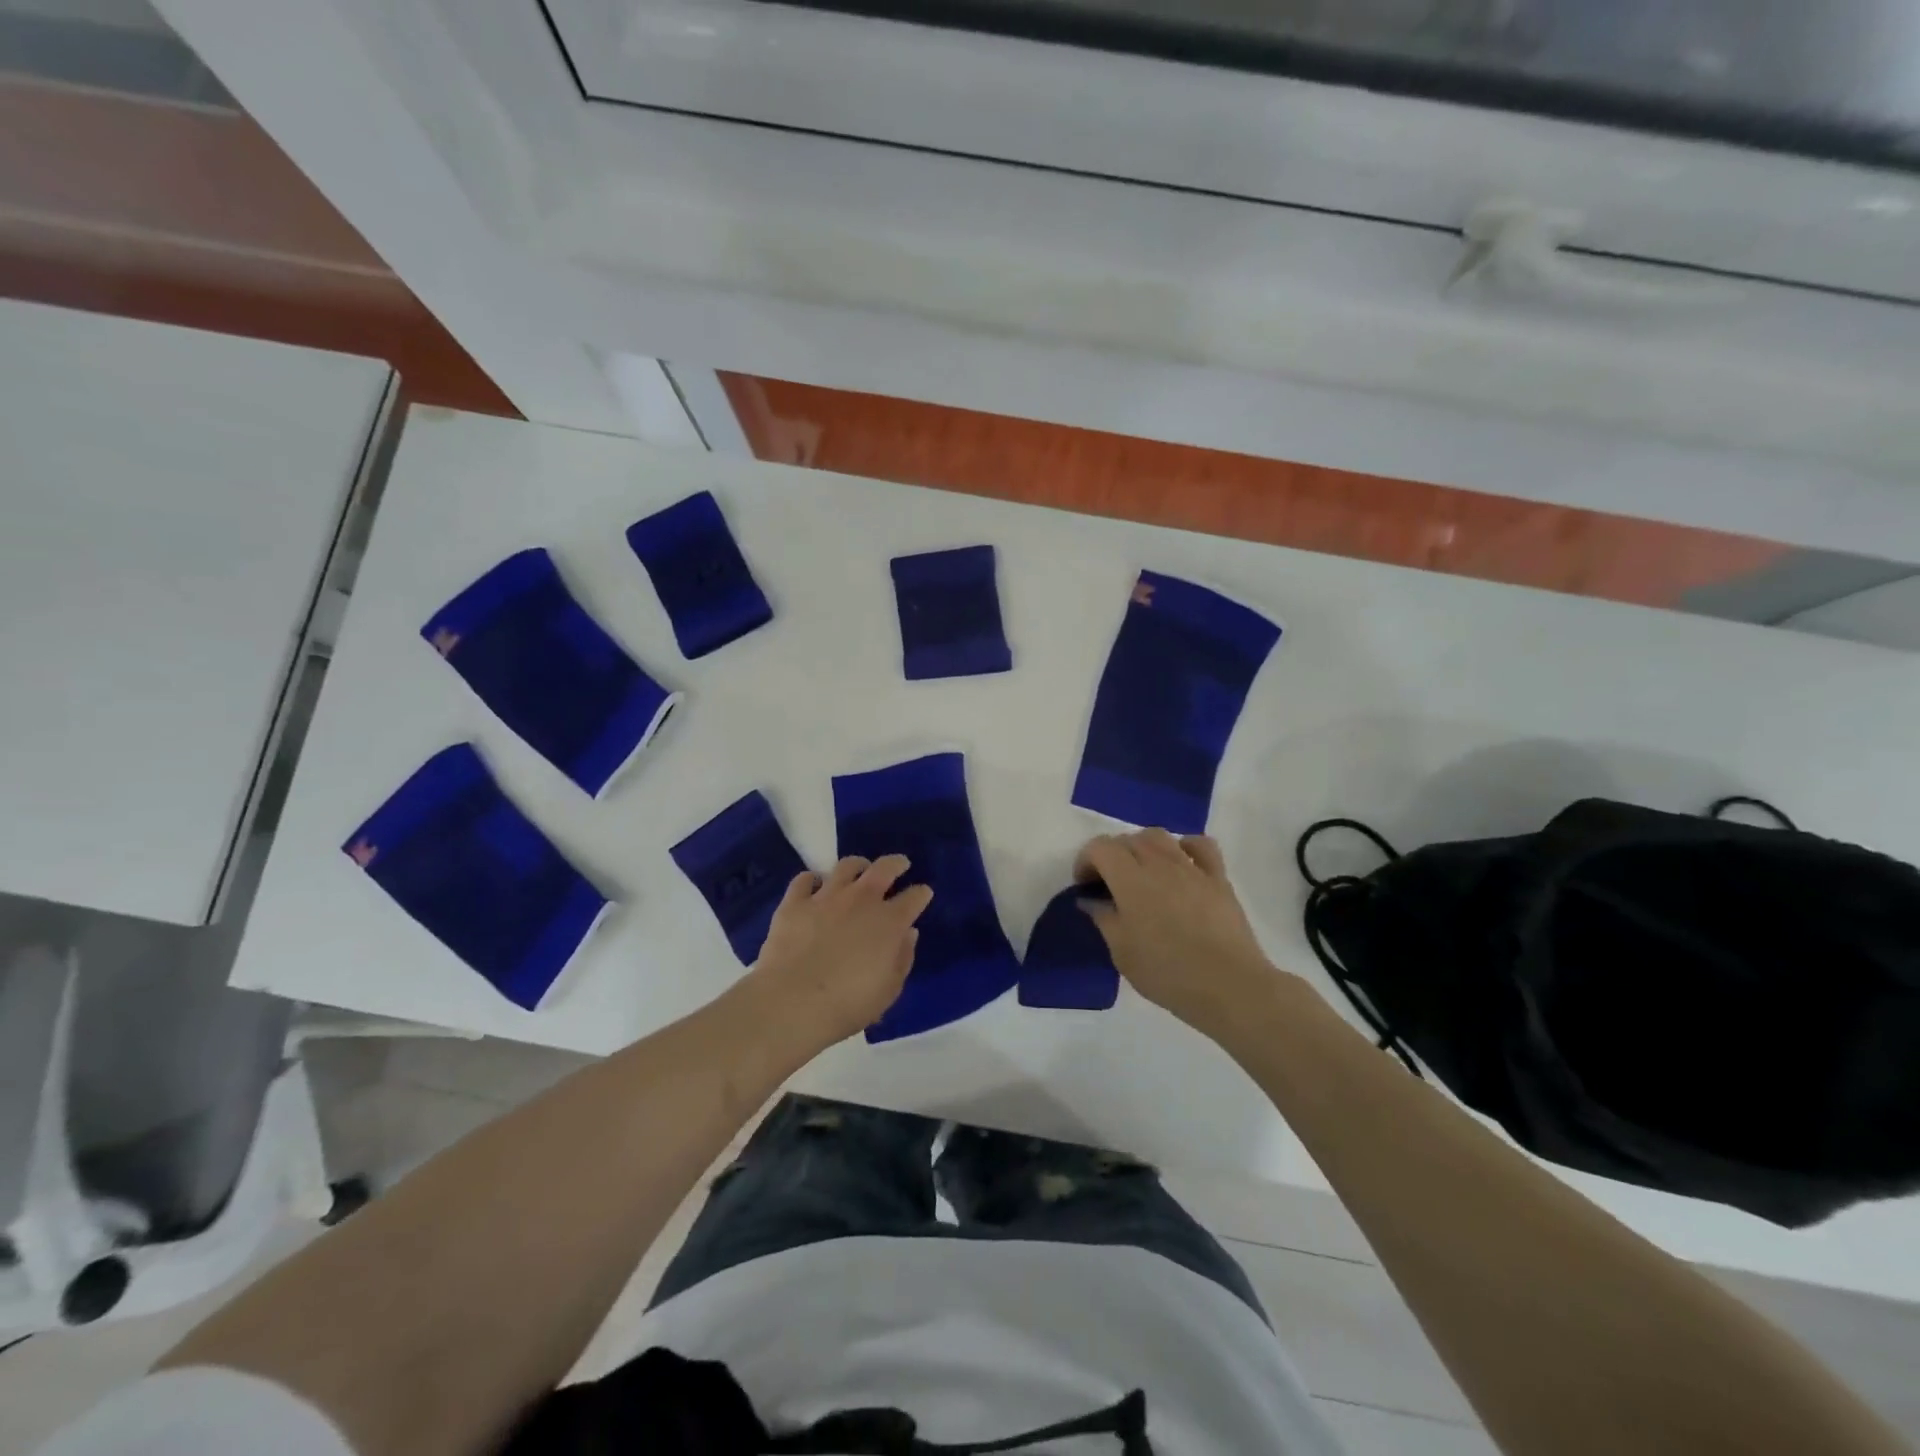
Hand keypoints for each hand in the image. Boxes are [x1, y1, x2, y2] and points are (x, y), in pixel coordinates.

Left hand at [746, 855, 933, 1049]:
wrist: (792, 1003)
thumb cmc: (848, 1004)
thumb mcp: (889, 990)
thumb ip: (903, 958)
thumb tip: (908, 933)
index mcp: (889, 922)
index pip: (914, 897)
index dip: (921, 894)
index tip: (923, 893)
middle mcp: (861, 900)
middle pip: (884, 868)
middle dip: (896, 863)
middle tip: (900, 864)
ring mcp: (826, 897)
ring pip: (846, 866)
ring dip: (857, 865)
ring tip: (859, 869)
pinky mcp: (795, 903)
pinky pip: (804, 880)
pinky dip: (812, 879)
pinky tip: (814, 885)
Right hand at [1075, 829, 1283, 1038]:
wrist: (1229, 986)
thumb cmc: (1167, 973)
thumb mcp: (1122, 952)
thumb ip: (1103, 919)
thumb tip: (1091, 900)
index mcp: (1130, 880)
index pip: (1100, 847)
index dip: (1086, 860)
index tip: (1085, 886)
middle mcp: (1158, 863)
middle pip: (1128, 839)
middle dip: (1112, 855)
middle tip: (1110, 884)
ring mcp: (1191, 868)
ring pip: (1160, 836)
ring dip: (1143, 847)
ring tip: (1142, 872)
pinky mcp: (1218, 878)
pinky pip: (1200, 845)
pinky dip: (1185, 847)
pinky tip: (1181, 865)